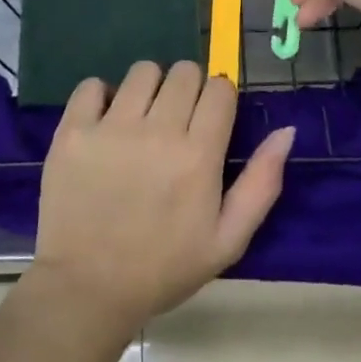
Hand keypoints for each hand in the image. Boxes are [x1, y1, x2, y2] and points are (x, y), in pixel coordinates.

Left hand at [31, 61, 294, 334]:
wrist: (86, 290)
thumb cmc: (162, 268)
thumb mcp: (227, 240)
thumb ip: (262, 183)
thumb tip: (286, 131)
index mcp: (198, 156)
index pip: (220, 88)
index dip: (219, 98)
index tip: (210, 120)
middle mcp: (158, 131)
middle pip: (184, 72)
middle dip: (188, 89)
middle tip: (177, 121)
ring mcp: (112, 128)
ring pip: (143, 71)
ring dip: (149, 89)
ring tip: (141, 120)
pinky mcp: (74, 131)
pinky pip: (92, 84)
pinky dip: (101, 96)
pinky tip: (105, 122)